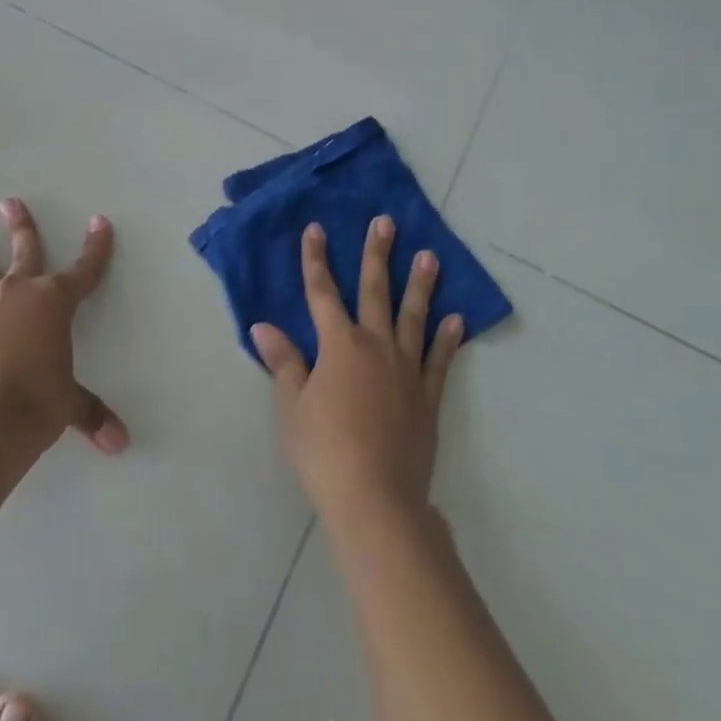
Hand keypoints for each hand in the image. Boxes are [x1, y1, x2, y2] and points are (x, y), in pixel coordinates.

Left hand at [0, 199, 128, 456]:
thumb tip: (120, 444)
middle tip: (10, 202)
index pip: (84, 270)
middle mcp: (18, 296)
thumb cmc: (40, 402)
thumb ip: (92, 415)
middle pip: (24, 252)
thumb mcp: (71, 404)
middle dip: (21, 226)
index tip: (99, 222)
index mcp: (53, 302)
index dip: (95, 248)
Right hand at [253, 218, 463, 525]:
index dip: (316, 260)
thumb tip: (263, 326)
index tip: (316, 229)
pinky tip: (456, 319)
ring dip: (421, 285)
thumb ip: (284, 362)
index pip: (321, 293)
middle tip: (386, 222)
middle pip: (375, 291)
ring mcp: (406, 369)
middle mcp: (375, 346)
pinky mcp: (428, 396)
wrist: (375, 498)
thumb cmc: (324, 451)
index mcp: (338, 345)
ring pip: (413, 317)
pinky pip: (440, 360)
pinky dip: (448, 338)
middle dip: (377, 255)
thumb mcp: (292, 407)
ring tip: (430, 256)